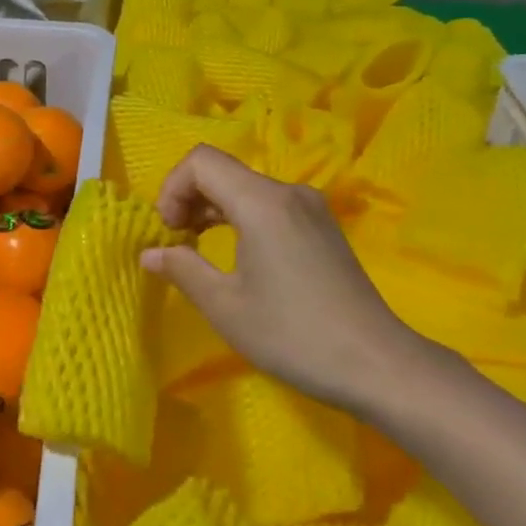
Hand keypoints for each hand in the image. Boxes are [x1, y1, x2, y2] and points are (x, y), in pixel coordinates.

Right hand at [140, 146, 430, 413]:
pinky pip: (270, 204)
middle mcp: (288, 192)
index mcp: (262, 202)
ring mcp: (311, 207)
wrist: (376, 363)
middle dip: (189, 198)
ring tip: (199, 249)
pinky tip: (238, 255)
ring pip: (247, 187)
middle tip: (176, 243)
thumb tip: (149, 253)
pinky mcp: (323, 226)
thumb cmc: (292, 334)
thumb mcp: (225, 306)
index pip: (201, 161)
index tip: (168, 232)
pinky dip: (242, 217)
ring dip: (214, 208)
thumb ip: (182, 269)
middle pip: (224, 170)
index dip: (172, 188)